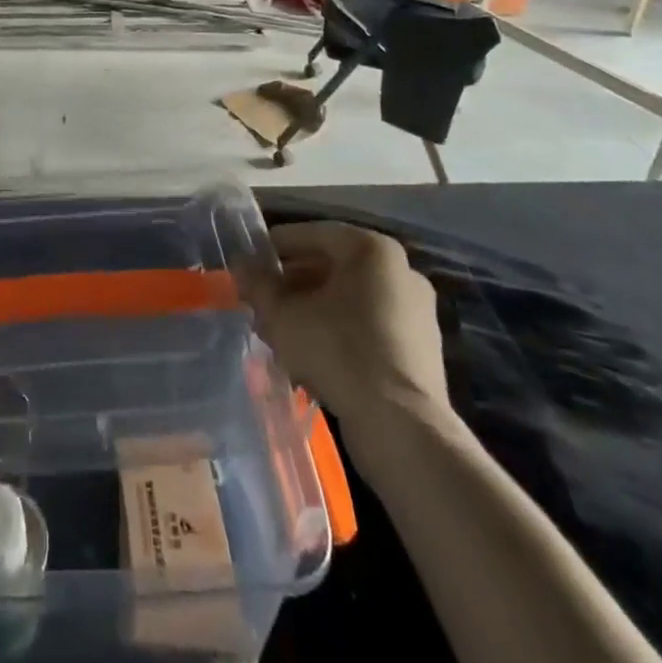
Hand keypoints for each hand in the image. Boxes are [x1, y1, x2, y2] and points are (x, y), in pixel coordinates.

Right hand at [238, 223, 454, 476]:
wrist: (402, 427)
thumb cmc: (338, 351)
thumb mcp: (283, 315)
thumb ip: (259, 285)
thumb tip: (240, 267)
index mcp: (372, 250)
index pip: (312, 235)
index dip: (275, 247)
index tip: (249, 262)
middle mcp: (400, 271)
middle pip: (332, 267)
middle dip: (292, 283)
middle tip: (261, 299)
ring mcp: (416, 311)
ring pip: (348, 299)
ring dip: (311, 309)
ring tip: (279, 330)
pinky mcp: (421, 349)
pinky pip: (368, 326)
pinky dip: (338, 331)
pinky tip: (310, 355)